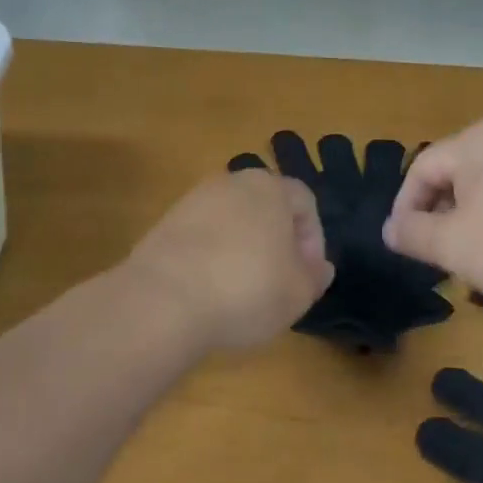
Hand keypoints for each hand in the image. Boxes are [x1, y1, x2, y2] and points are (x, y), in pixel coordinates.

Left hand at [123, 169, 334, 350]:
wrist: (165, 299)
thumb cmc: (247, 289)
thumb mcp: (298, 292)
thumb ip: (314, 276)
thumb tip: (318, 267)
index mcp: (270, 187)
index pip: (305, 201)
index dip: (314, 238)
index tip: (308, 274)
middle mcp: (232, 182)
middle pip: (266, 206)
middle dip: (278, 240)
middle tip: (279, 280)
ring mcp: (194, 200)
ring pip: (233, 220)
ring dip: (244, 248)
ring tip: (243, 290)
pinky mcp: (166, 223)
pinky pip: (203, 236)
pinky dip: (213, 257)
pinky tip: (211, 290)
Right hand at [385, 120, 482, 309]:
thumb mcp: (454, 245)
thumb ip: (414, 234)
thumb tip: (390, 228)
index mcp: (475, 140)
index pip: (422, 167)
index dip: (405, 206)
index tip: (404, 244)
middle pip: (456, 171)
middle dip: (440, 212)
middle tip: (438, 253)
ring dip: (472, 217)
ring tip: (475, 255)